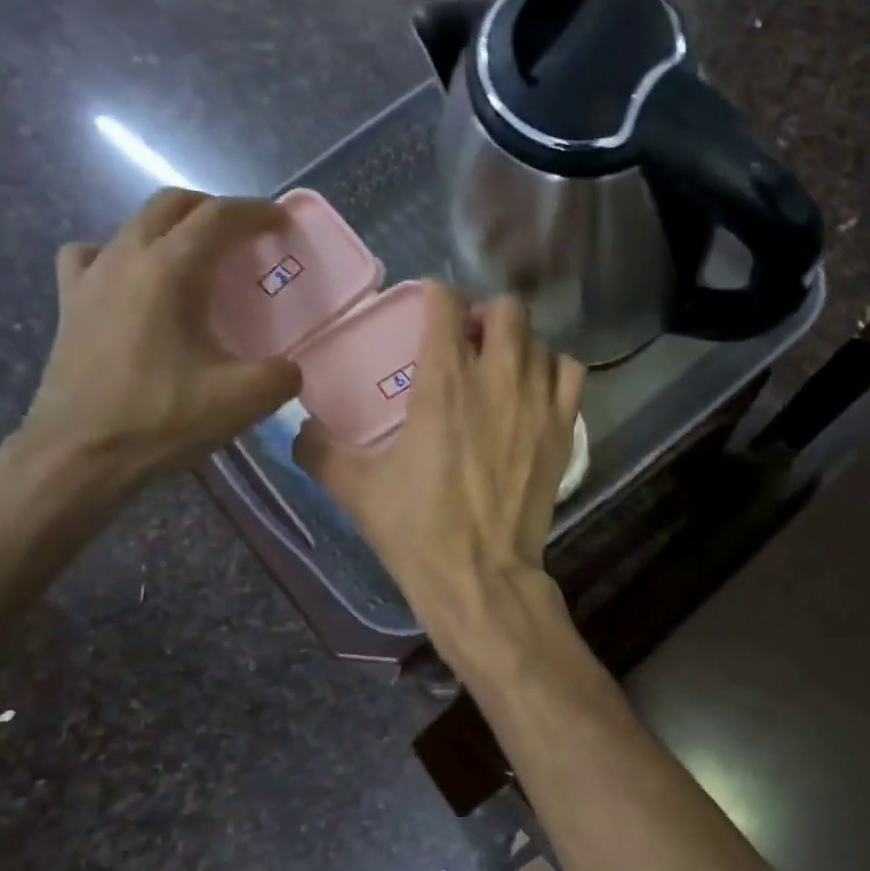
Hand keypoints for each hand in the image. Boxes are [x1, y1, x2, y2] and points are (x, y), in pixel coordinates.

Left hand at [16, 188, 300, 481]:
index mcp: (170, 270)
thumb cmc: (163, 418)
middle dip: (214, 210)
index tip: (282, 223)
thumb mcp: (245, 400)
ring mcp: (90, 277)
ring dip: (172, 228)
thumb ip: (281, 375)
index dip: (255, 212)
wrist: (80, 455)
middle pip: (171, 205)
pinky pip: (93, 256)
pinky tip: (135, 283)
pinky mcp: (70, 304)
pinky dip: (121, 255)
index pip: (218, 217)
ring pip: (133, 225)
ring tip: (196, 259)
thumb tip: (289, 369)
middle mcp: (125, 258)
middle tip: (245, 236)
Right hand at [295, 284, 583, 666]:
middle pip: (507, 309)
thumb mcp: (353, 487)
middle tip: (467, 342)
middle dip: (485, 315)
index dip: (435, 295)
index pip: (447, 302)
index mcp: (444, 380)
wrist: (480, 575)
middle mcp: (498, 377)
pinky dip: (554, 370)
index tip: (428, 308)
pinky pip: (570, 373)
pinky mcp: (563, 429)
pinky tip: (536, 390)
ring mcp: (538, 402)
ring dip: (519, 343)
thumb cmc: (416, 529)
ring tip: (502, 367)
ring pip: (540, 339)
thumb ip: (318, 447)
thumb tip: (299, 425)